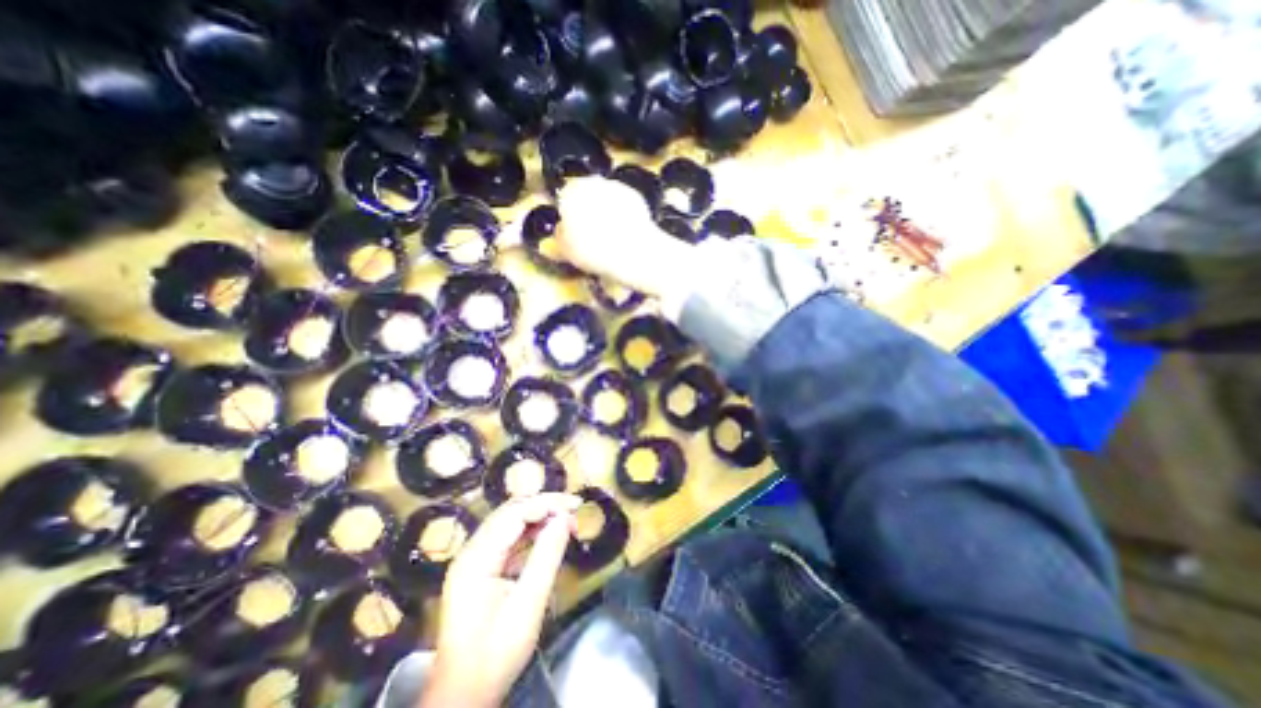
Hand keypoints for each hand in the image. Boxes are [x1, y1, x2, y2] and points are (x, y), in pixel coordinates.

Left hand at [422, 496, 580, 704]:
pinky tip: (547, 535)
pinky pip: (507, 539)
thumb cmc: (496, 653)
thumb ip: (547, 556)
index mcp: (476, 558)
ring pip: (509, 522)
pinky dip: (530, 532)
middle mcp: (471, 551)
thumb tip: (565, 518)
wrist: (463, 695)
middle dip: (544, 505)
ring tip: (566, 520)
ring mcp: (473, 559)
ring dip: (538, 516)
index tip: (576, 505)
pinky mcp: (479, 568)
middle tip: (573, 510)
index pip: (515, 514)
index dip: (547, 503)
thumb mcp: (529, 604)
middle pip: (510, 512)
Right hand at [558, 174, 697, 301]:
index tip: (573, 230)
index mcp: (570, 192)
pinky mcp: (636, 196)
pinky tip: (625, 234)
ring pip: (606, 198)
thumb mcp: (566, 250)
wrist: (633, 252)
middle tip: (591, 234)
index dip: (568, 214)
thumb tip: (562, 230)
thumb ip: (560, 235)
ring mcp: (617, 187)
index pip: (564, 198)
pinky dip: (623, 215)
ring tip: (609, 237)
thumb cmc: (594, 251)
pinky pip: (624, 205)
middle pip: (586, 194)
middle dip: (588, 210)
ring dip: (606, 211)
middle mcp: (593, 183)